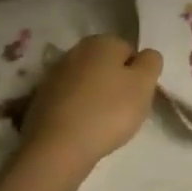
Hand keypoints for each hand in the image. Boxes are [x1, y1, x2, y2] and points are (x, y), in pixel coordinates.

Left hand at [20, 35, 162, 177]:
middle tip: (122, 112)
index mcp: (102, 41)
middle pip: (106, 66)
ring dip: (95, 98)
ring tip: (100, 125)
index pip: (130, 52)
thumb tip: (145, 56)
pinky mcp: (40, 100)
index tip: (136, 98)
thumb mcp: (144, 84)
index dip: (137, 75)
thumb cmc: (108, 112)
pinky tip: (80, 130)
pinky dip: (76, 111)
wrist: (56, 149)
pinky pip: (69, 101)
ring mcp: (54, 75)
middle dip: (115, 84)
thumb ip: (151, 62)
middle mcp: (76, 50)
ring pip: (86, 83)